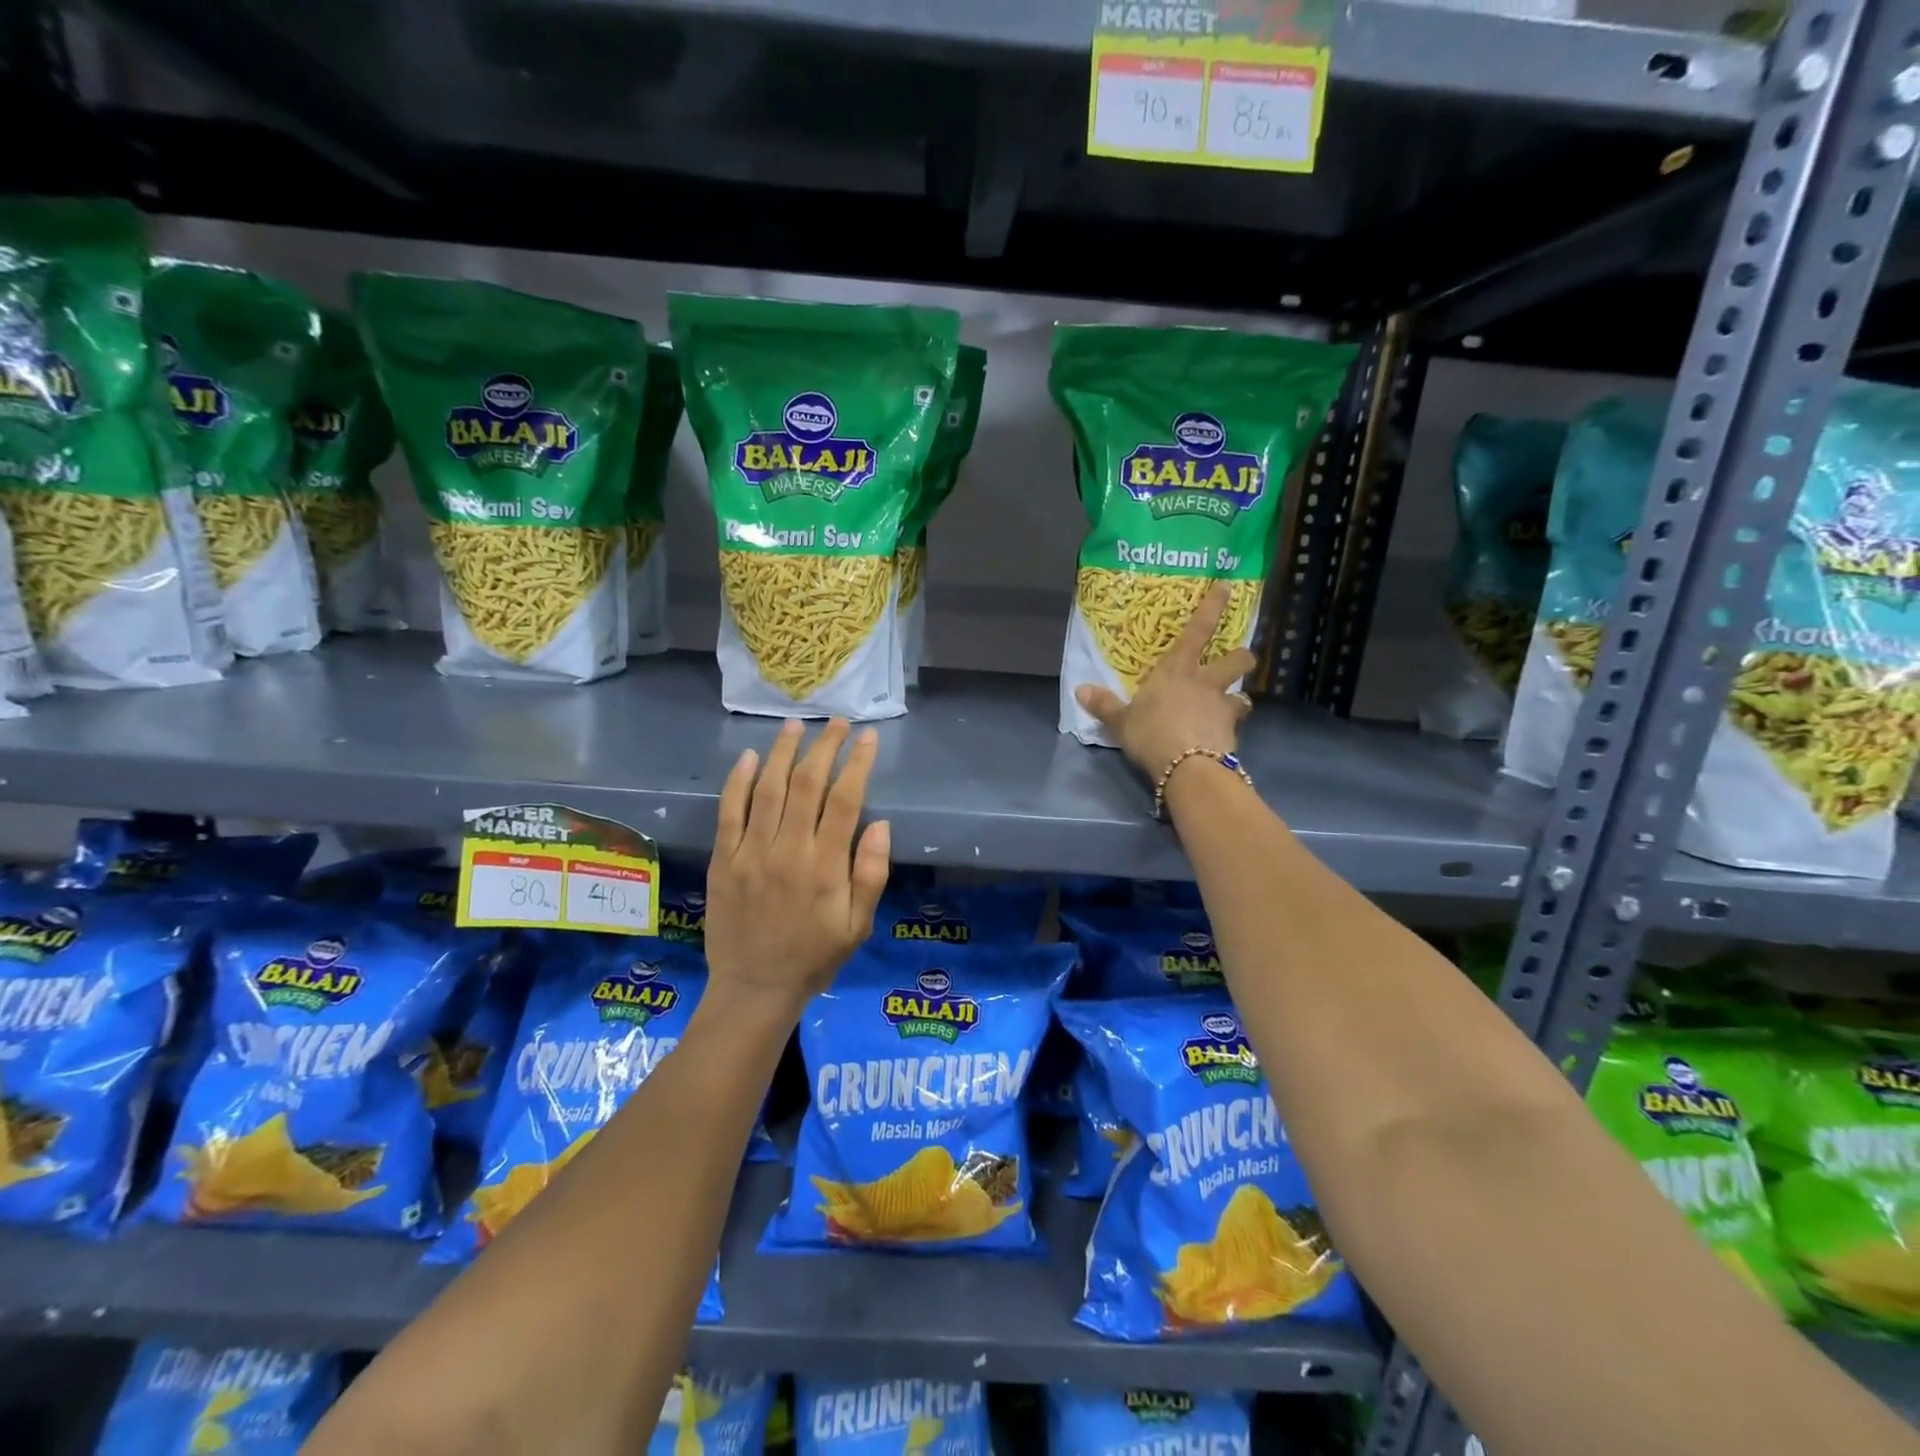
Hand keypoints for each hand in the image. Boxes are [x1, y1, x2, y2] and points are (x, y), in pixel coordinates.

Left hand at [703, 719, 890, 1017]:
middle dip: (824, 747)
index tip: (867, 738)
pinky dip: (738, 781)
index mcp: (825, 866)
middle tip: (836, 723)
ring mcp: (751, 852)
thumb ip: (870, 875)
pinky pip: (729, 812)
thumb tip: (880, 825)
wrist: (755, 988)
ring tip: (795, 725)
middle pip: (807, 784)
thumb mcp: (858, 926)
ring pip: (768, 789)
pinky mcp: (724, 859)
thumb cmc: (814, 957)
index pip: (845, 801)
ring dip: (782, 752)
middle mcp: (788, 850)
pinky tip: (748, 757)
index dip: (857, 764)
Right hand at [1074, 583, 1255, 779]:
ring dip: (1239, 697)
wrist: (1188, 767)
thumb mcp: (1121, 721)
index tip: (1227, 586)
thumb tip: (1080, 690)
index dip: (1213, 605)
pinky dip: (1230, 730)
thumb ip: (1104, 705)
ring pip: (1244, 694)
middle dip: (1241, 656)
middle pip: (1238, 659)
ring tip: (1231, 706)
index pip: (1199, 629)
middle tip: (1237, 660)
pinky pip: (1236, 726)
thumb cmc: (1152, 732)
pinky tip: (1220, 739)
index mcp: (1178, 669)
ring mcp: (1223, 707)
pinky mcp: (1233, 734)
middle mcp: (1206, 682)